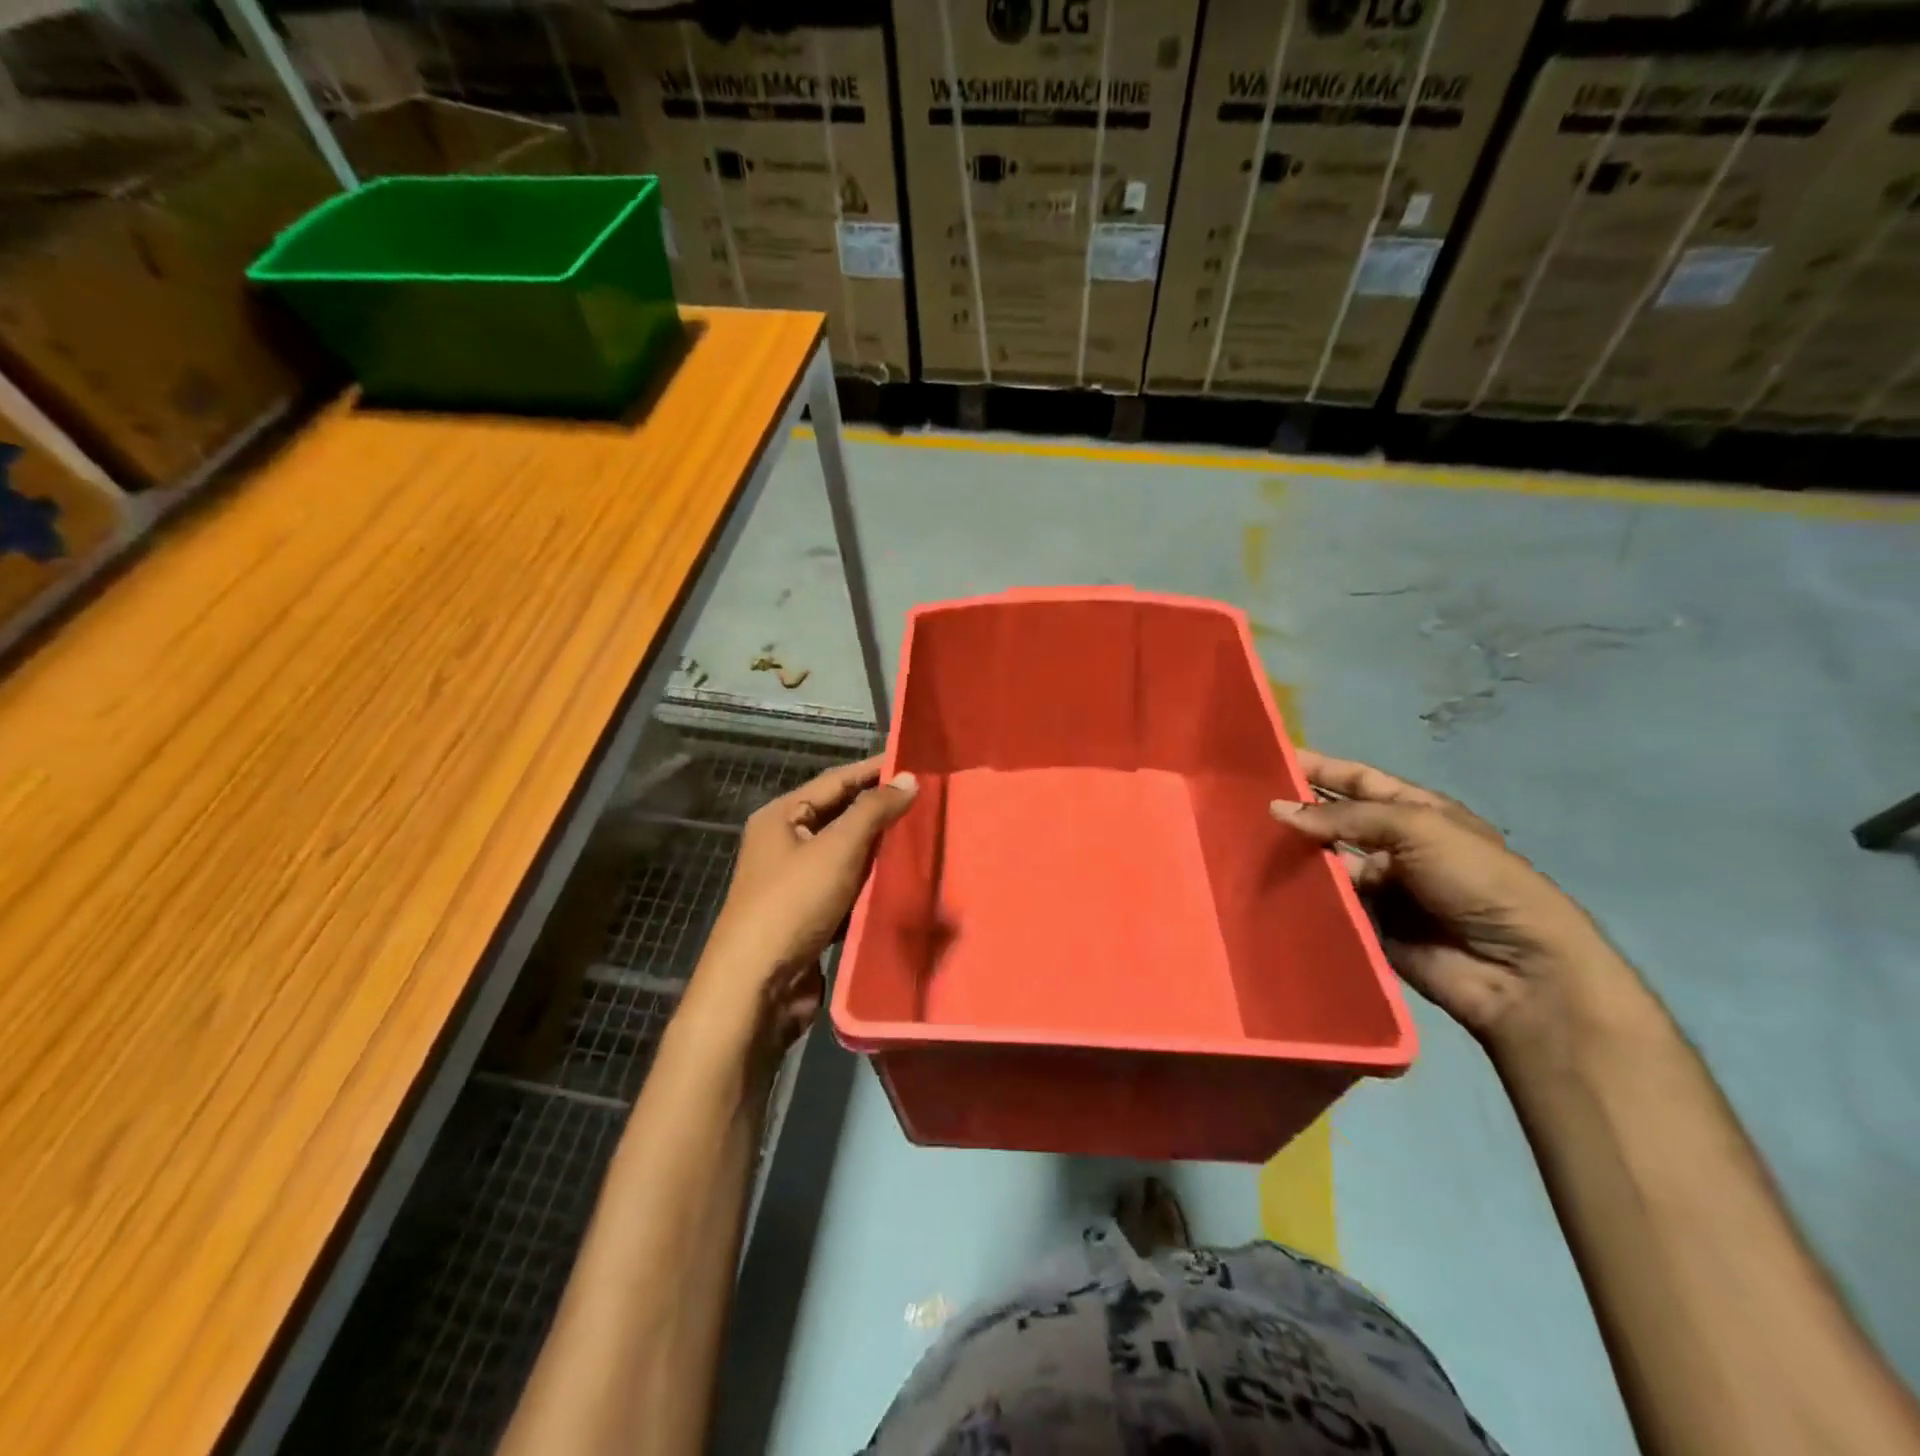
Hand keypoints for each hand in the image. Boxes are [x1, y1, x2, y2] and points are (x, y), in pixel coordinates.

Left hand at [689, 756, 916, 1055]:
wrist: (756, 986)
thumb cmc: (793, 904)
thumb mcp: (836, 849)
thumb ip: (873, 811)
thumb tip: (908, 778)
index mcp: (781, 817)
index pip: (836, 779)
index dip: (875, 769)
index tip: (916, 761)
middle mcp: (784, 842)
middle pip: (840, 815)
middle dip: (880, 808)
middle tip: (928, 799)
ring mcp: (795, 881)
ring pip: (845, 853)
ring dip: (879, 847)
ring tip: (923, 835)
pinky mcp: (809, 914)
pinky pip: (846, 886)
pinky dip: (871, 881)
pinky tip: (902, 879)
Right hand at [1271, 750, 1625, 1053]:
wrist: (1516, 968)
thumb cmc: (1475, 879)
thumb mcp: (1416, 828)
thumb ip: (1344, 817)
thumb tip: (1277, 809)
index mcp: (1416, 812)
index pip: (1358, 780)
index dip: (1319, 768)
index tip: (1271, 758)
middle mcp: (1396, 845)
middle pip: (1336, 821)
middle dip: (1298, 811)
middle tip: (1243, 804)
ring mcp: (1382, 887)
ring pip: (1326, 862)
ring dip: (1295, 854)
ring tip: (1243, 843)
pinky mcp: (1369, 924)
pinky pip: (1328, 903)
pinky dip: (1303, 894)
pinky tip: (1265, 885)